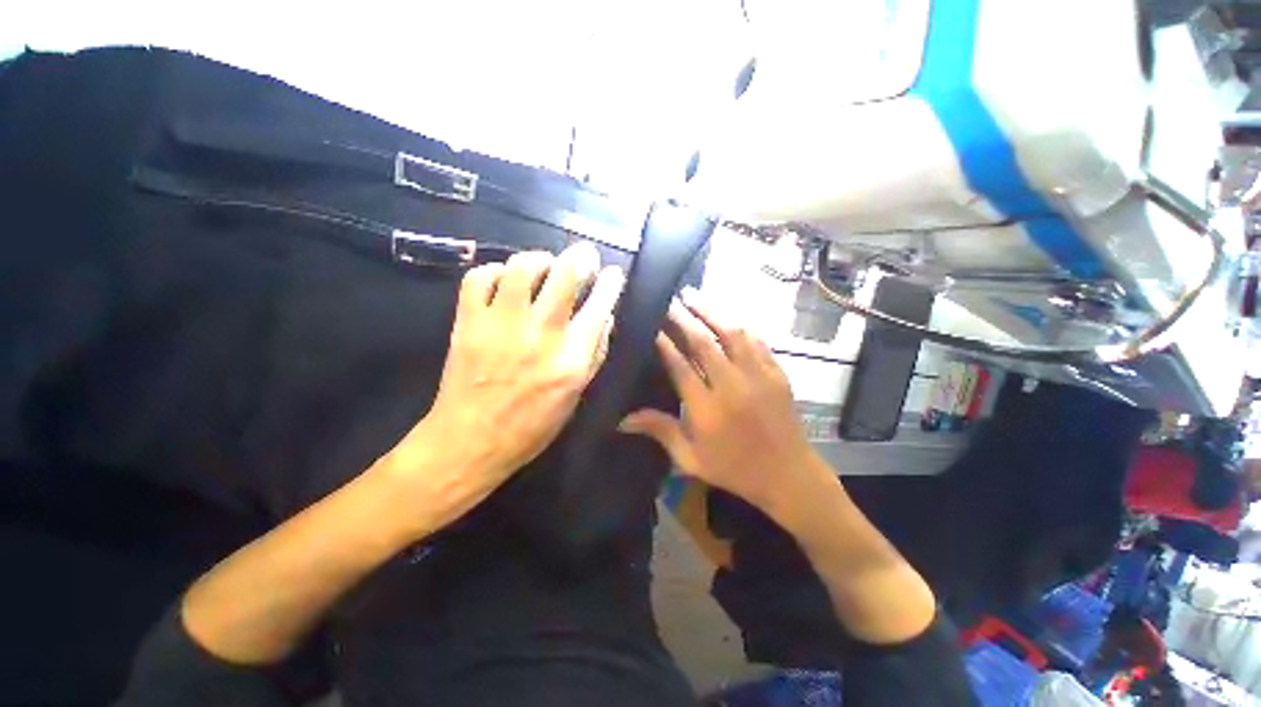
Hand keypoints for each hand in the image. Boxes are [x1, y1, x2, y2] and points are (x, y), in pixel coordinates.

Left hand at [384, 243, 623, 518]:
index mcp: (571, 358)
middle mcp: (540, 334)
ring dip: (539, 258)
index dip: (611, 283)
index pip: (600, 306)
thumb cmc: (531, 426)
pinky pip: (479, 277)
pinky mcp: (468, 322)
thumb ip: (595, 354)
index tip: (613, 274)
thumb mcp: (576, 396)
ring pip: (522, 267)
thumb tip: (605, 317)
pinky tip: (504, 280)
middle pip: (565, 275)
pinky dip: (495, 270)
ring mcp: (501, 325)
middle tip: (584, 254)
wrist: (470, 441)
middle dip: (581, 256)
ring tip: (544, 264)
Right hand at [620, 288, 821, 517]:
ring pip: (732, 333)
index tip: (652, 325)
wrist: (788, 476)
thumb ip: (660, 431)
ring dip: (711, 312)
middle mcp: (732, 387)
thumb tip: (622, 419)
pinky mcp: (777, 373)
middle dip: (683, 317)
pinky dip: (738, 326)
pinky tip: (726, 317)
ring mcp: (758, 377)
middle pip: (703, 342)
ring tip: (694, 296)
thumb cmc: (734, 469)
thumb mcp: (691, 459)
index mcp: (707, 409)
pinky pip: (756, 341)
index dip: (664, 342)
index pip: (680, 365)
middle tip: (670, 300)